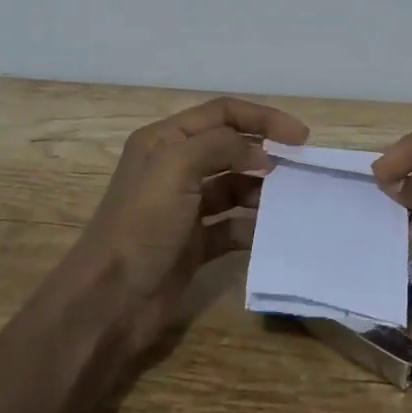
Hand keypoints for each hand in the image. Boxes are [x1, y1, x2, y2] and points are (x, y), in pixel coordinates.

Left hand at [71, 96, 308, 354]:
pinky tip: (275, 232)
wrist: (110, 299)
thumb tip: (261, 153)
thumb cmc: (142, 223)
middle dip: (265, 152)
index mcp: (164, 141)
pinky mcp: (195, 243)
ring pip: (234, 187)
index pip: (222, 114)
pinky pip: (233, 226)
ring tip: (291, 200)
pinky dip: (254, 227)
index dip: (262, 118)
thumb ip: (222, 146)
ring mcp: (185, 208)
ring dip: (262, 190)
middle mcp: (175, 168)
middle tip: (301, 168)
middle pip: (230, 147)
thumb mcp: (176, 167)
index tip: (300, 137)